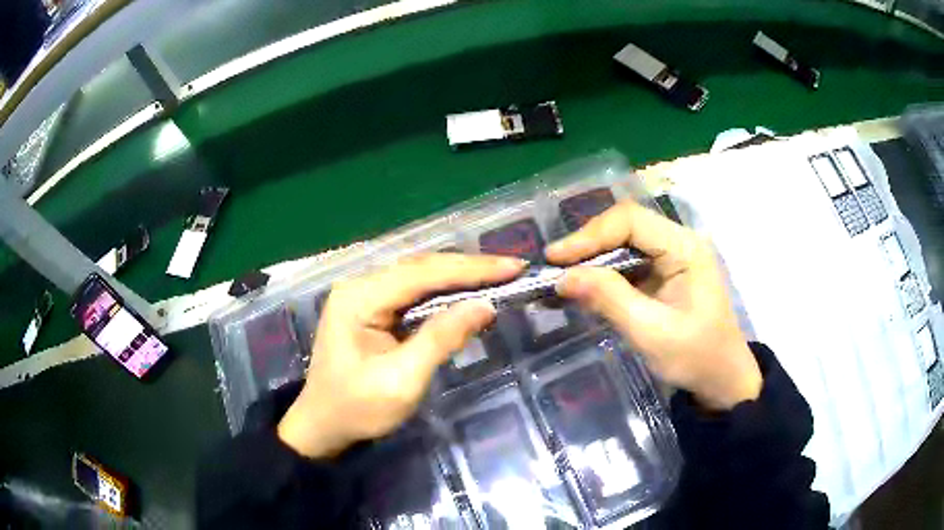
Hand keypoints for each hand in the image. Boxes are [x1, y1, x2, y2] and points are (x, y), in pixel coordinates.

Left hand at [277, 253, 525, 458]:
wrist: (322, 426)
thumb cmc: (358, 409)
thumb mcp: (402, 380)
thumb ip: (442, 338)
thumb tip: (485, 305)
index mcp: (360, 297)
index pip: (423, 273)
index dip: (471, 269)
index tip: (513, 267)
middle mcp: (360, 285)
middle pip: (422, 268)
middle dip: (469, 268)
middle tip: (513, 269)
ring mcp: (364, 295)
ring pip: (419, 276)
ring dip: (459, 277)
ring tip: (498, 276)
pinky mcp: (372, 308)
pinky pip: (413, 292)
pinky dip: (443, 292)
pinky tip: (467, 292)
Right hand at [546, 200, 760, 410]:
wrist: (721, 379)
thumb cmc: (695, 357)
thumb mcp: (651, 332)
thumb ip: (609, 299)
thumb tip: (563, 277)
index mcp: (685, 248)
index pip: (630, 220)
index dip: (590, 234)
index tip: (555, 259)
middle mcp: (678, 242)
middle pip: (624, 227)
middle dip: (587, 247)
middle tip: (553, 270)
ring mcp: (671, 257)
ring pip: (622, 244)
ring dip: (592, 261)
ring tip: (561, 279)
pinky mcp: (662, 274)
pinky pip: (627, 264)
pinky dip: (602, 275)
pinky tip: (582, 289)